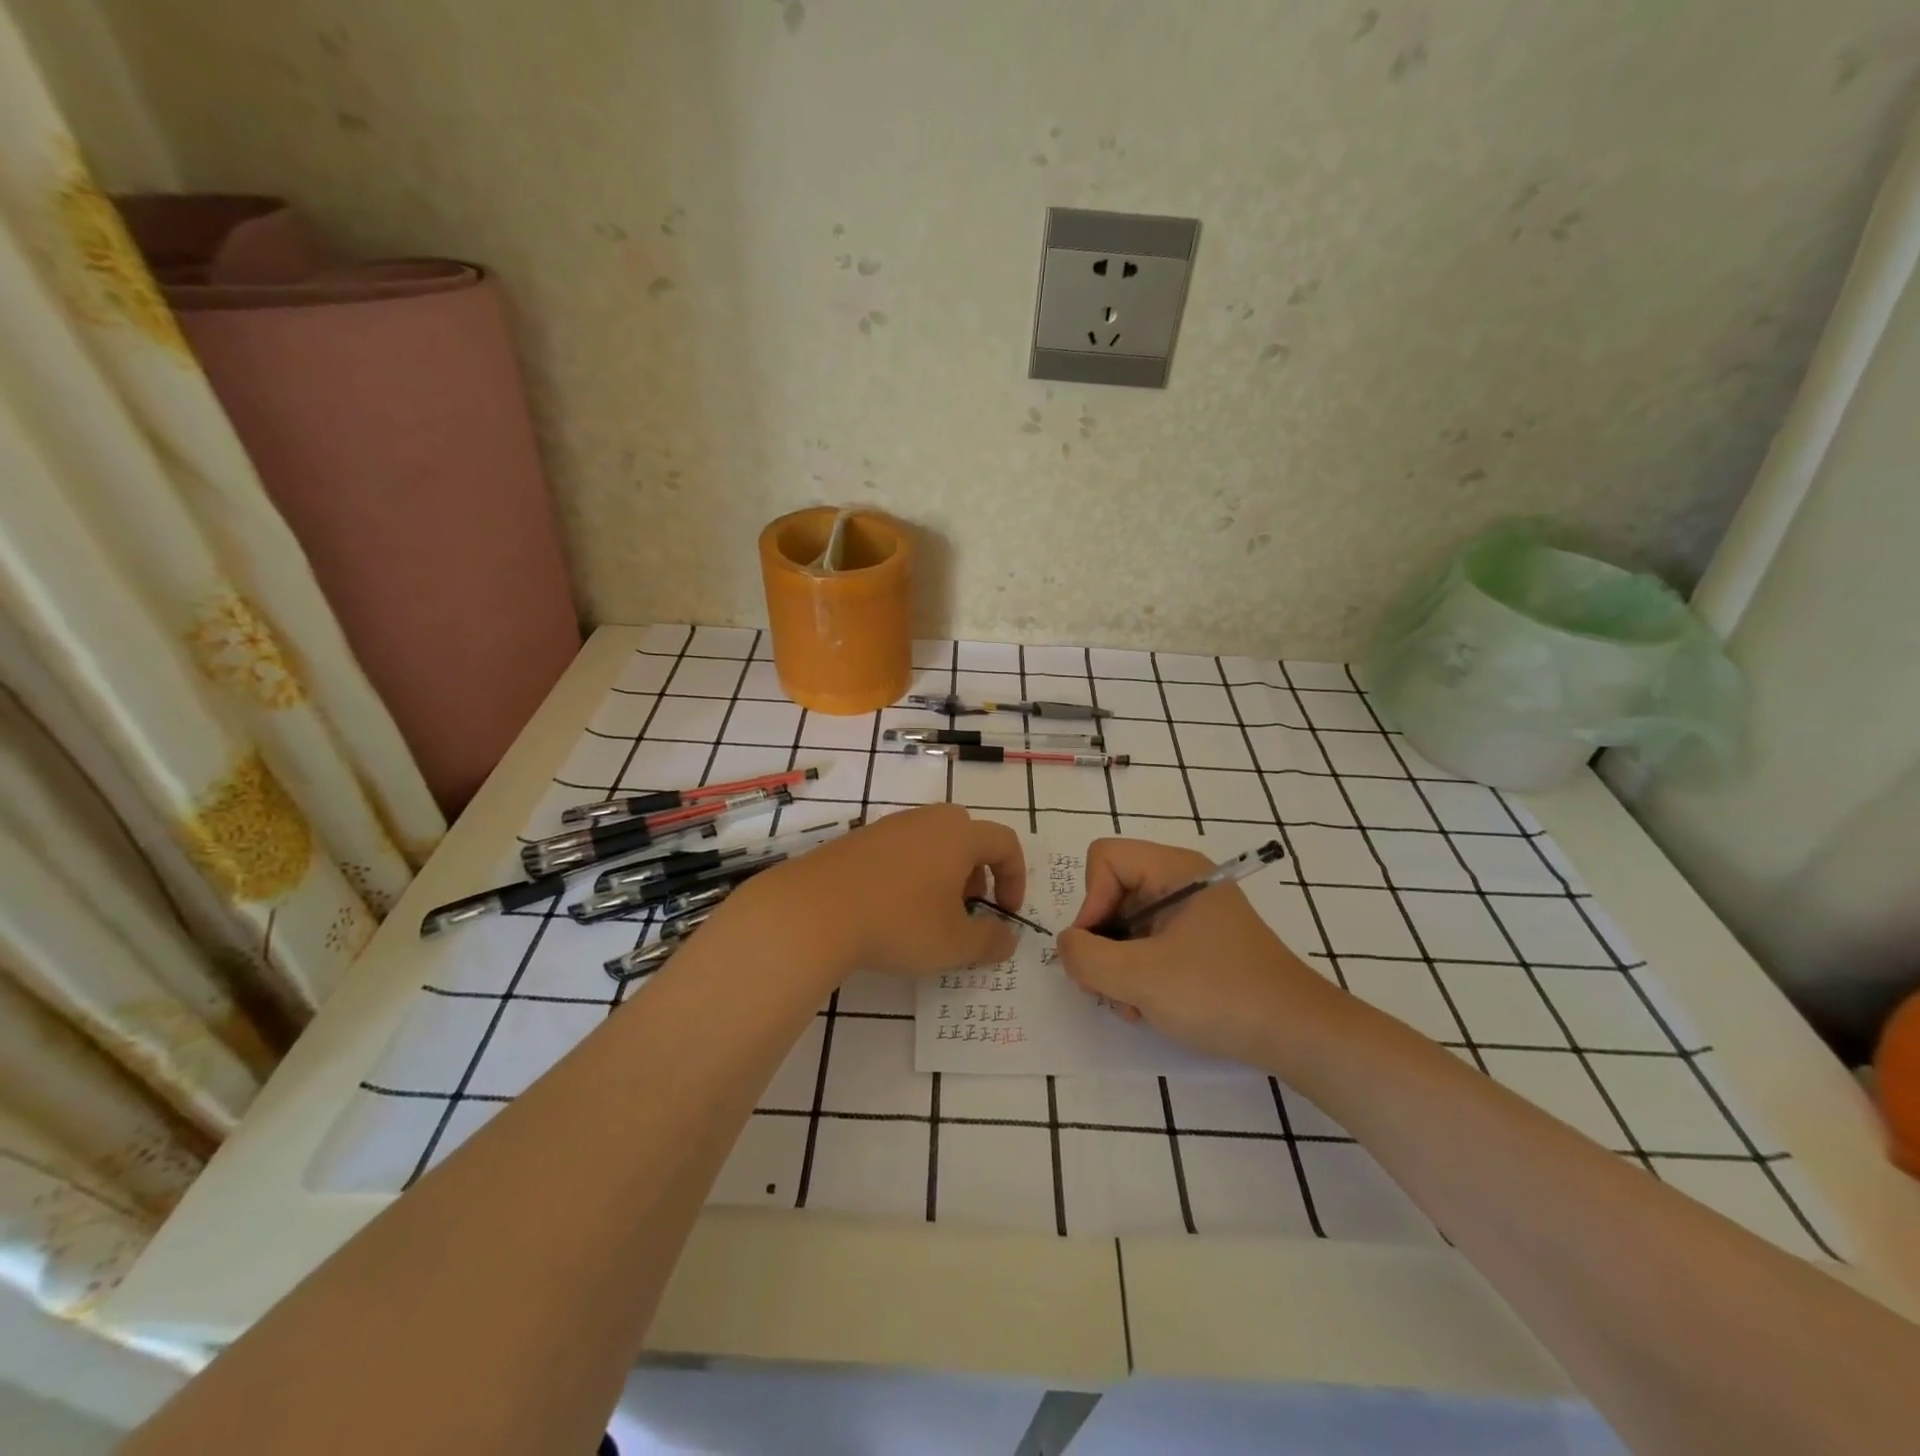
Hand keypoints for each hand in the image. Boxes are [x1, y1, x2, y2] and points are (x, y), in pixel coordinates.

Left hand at [734, 804, 1025, 981]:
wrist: (813, 911)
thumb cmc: (898, 923)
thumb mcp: (954, 944)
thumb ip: (990, 941)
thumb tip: (1008, 938)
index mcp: (958, 834)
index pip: (1005, 843)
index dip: (1015, 879)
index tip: (1006, 914)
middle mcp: (926, 820)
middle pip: (967, 836)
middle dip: (977, 873)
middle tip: (966, 909)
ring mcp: (888, 826)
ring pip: (931, 842)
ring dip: (942, 874)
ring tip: (928, 914)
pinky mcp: (857, 840)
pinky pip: (899, 851)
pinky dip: (909, 874)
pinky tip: (890, 909)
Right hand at [1058, 837, 1341, 1072]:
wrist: (1300, 1035)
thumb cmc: (1220, 995)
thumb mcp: (1141, 978)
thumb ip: (1086, 957)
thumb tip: (1067, 944)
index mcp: (1174, 868)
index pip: (1104, 858)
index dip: (1090, 902)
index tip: (1097, 949)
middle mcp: (1182, 880)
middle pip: (1112, 893)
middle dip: (1102, 943)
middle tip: (1109, 989)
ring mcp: (1192, 912)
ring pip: (1126, 924)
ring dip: (1117, 967)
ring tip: (1134, 1006)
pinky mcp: (1199, 942)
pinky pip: (1148, 943)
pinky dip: (1138, 975)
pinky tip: (1150, 1008)